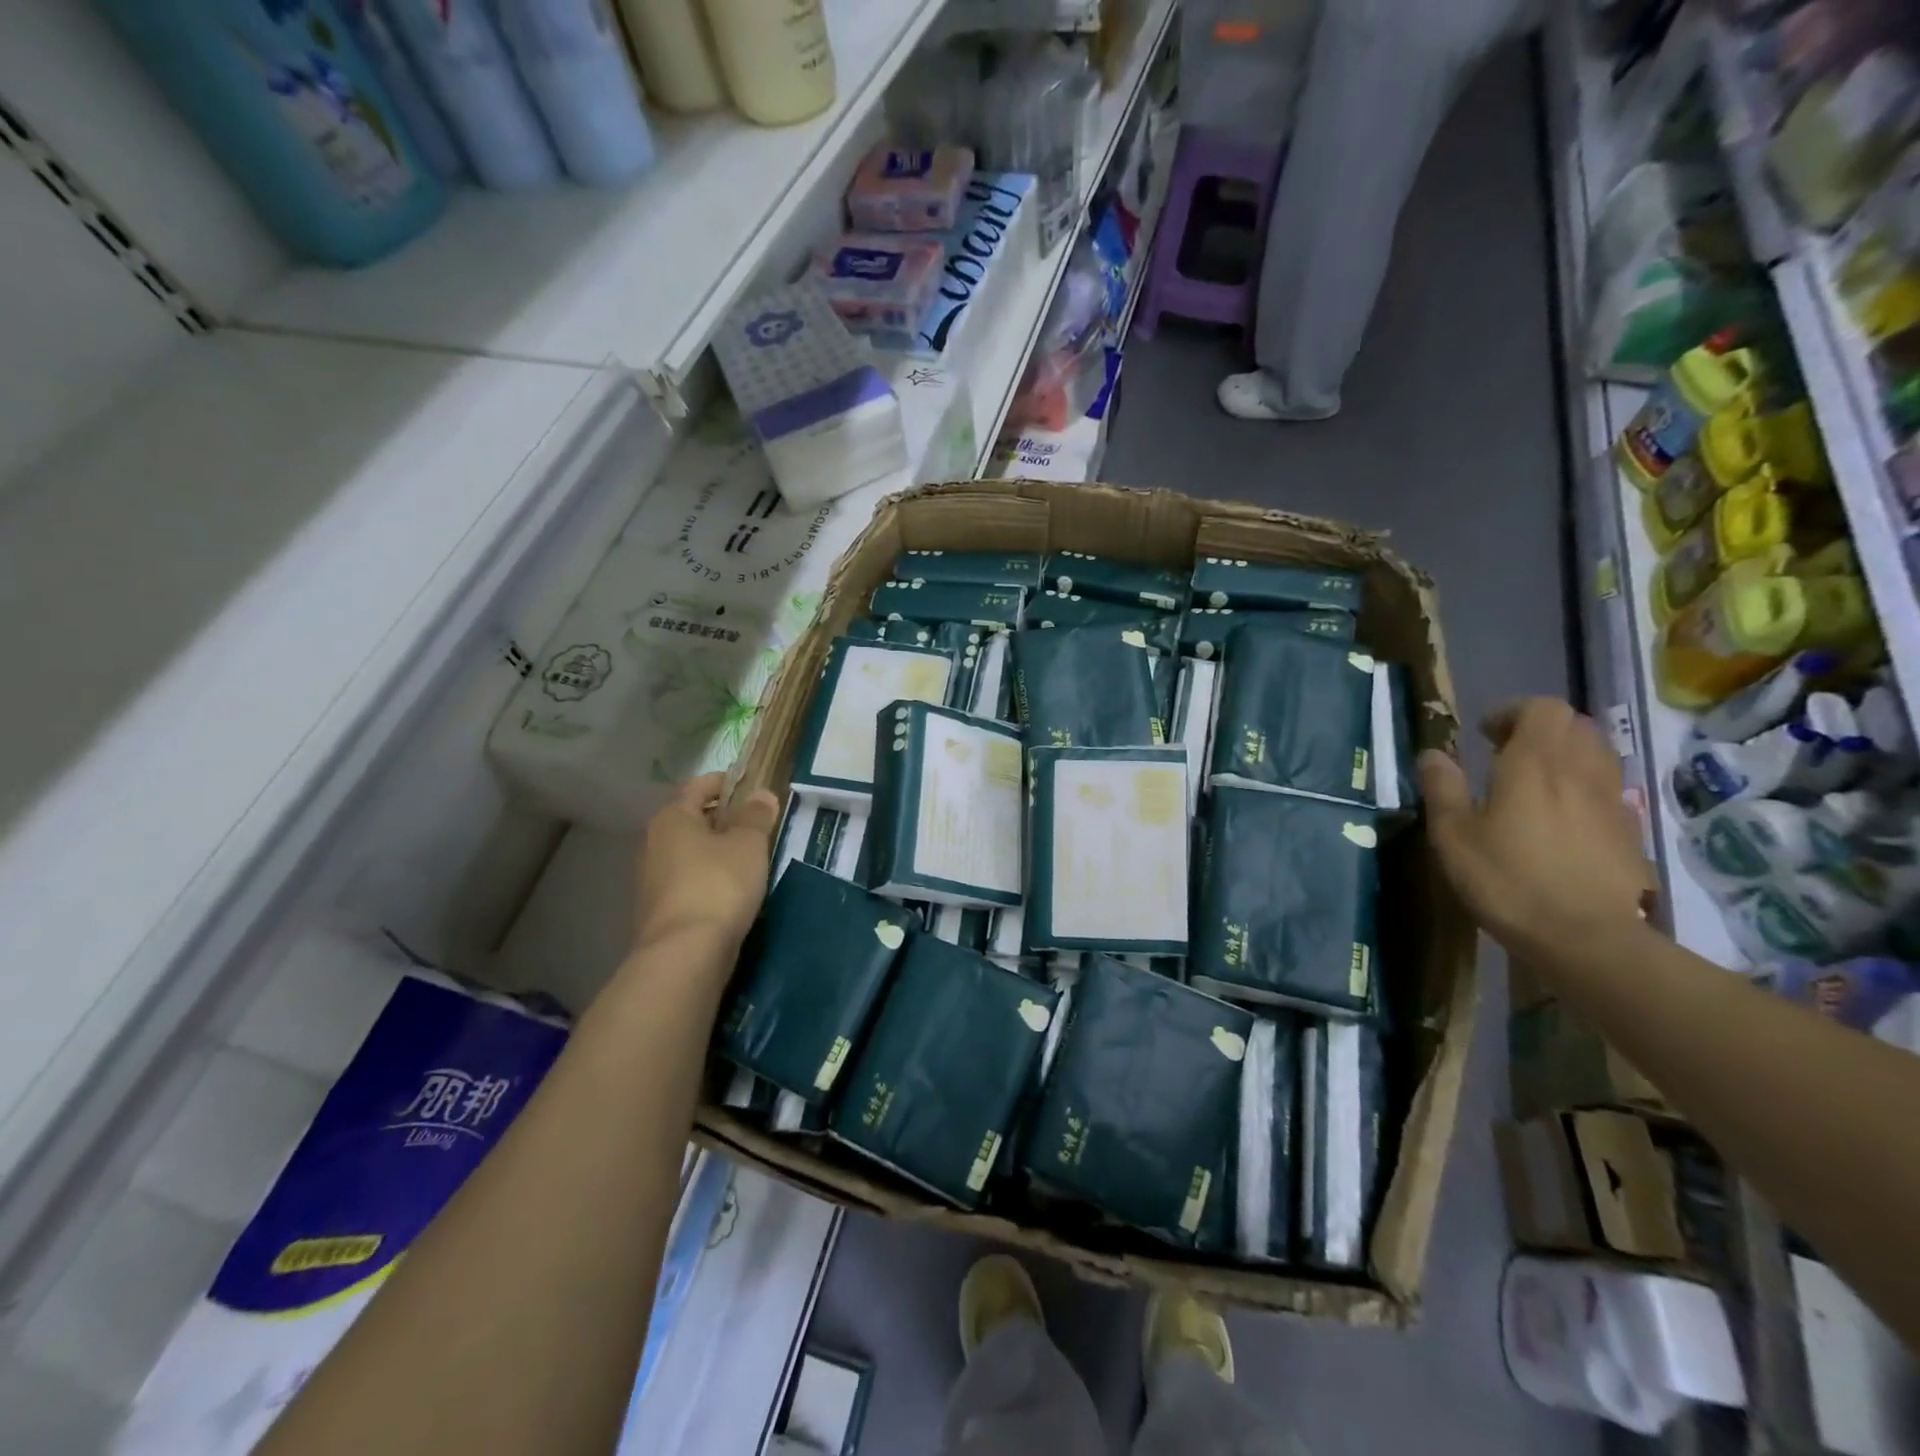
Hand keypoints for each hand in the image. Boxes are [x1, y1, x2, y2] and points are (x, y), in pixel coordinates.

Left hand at [632, 773, 781, 955]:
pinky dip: (708, 879)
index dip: (725, 782)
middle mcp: (653, 843)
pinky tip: (732, 892)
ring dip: (716, 852)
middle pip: (691, 820)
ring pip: (689, 853)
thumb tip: (761, 794)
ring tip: (749, 859)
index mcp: (672, 818)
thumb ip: (756, 816)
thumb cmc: (718, 884)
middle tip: (756, 824)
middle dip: (722, 819)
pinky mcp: (658, 911)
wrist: (685, 953)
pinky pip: (688, 882)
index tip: (750, 786)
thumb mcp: (748, 844)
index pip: (698, 786)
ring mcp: (651, 880)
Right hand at [1419, 698, 1654, 962]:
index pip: (1542, 708)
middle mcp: (1580, 771)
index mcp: (1535, 763)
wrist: (1588, 937)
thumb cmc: (1508, 879)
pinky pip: (1607, 788)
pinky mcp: (1628, 831)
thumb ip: (1442, 788)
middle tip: (1506, 754)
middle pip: (1575, 725)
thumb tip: (1432, 754)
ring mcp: (1612, 801)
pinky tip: (1559, 819)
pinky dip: (1583, 787)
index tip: (1485, 736)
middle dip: (1541, 730)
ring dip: (1566, 755)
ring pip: (1597, 754)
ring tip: (1534, 783)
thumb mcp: (1454, 835)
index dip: (1513, 713)